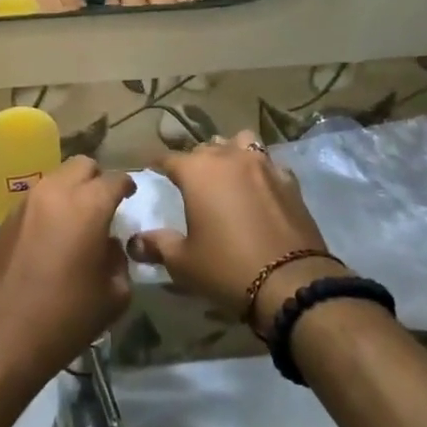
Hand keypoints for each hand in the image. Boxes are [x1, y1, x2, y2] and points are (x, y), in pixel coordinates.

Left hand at [0, 157, 134, 383]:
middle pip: (82, 165)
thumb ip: (119, 262)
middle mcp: (56, 192)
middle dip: (96, 179)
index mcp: (88, 205)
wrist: (0, 335)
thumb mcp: (112, 297)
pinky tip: (51, 236)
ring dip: (71, 191)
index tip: (130, 198)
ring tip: (76, 220)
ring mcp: (27, 202)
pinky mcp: (6, 218)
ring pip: (56, 178)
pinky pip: (36, 199)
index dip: (126, 186)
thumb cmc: (64, 317)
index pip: (115, 179)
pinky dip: (49, 207)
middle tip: (103, 205)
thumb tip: (110, 246)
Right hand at [129, 130, 341, 331]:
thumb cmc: (227, 268)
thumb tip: (134, 243)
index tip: (152, 170)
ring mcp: (263, 165)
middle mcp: (229, 157)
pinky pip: (268, 163)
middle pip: (205, 149)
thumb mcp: (183, 262)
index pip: (169, 158)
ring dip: (230, 153)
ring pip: (240, 143)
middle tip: (190, 182)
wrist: (291, 283)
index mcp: (198, 171)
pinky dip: (259, 170)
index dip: (158, 165)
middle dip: (194, 161)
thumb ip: (157, 245)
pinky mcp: (288, 180)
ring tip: (227, 174)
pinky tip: (258, 190)